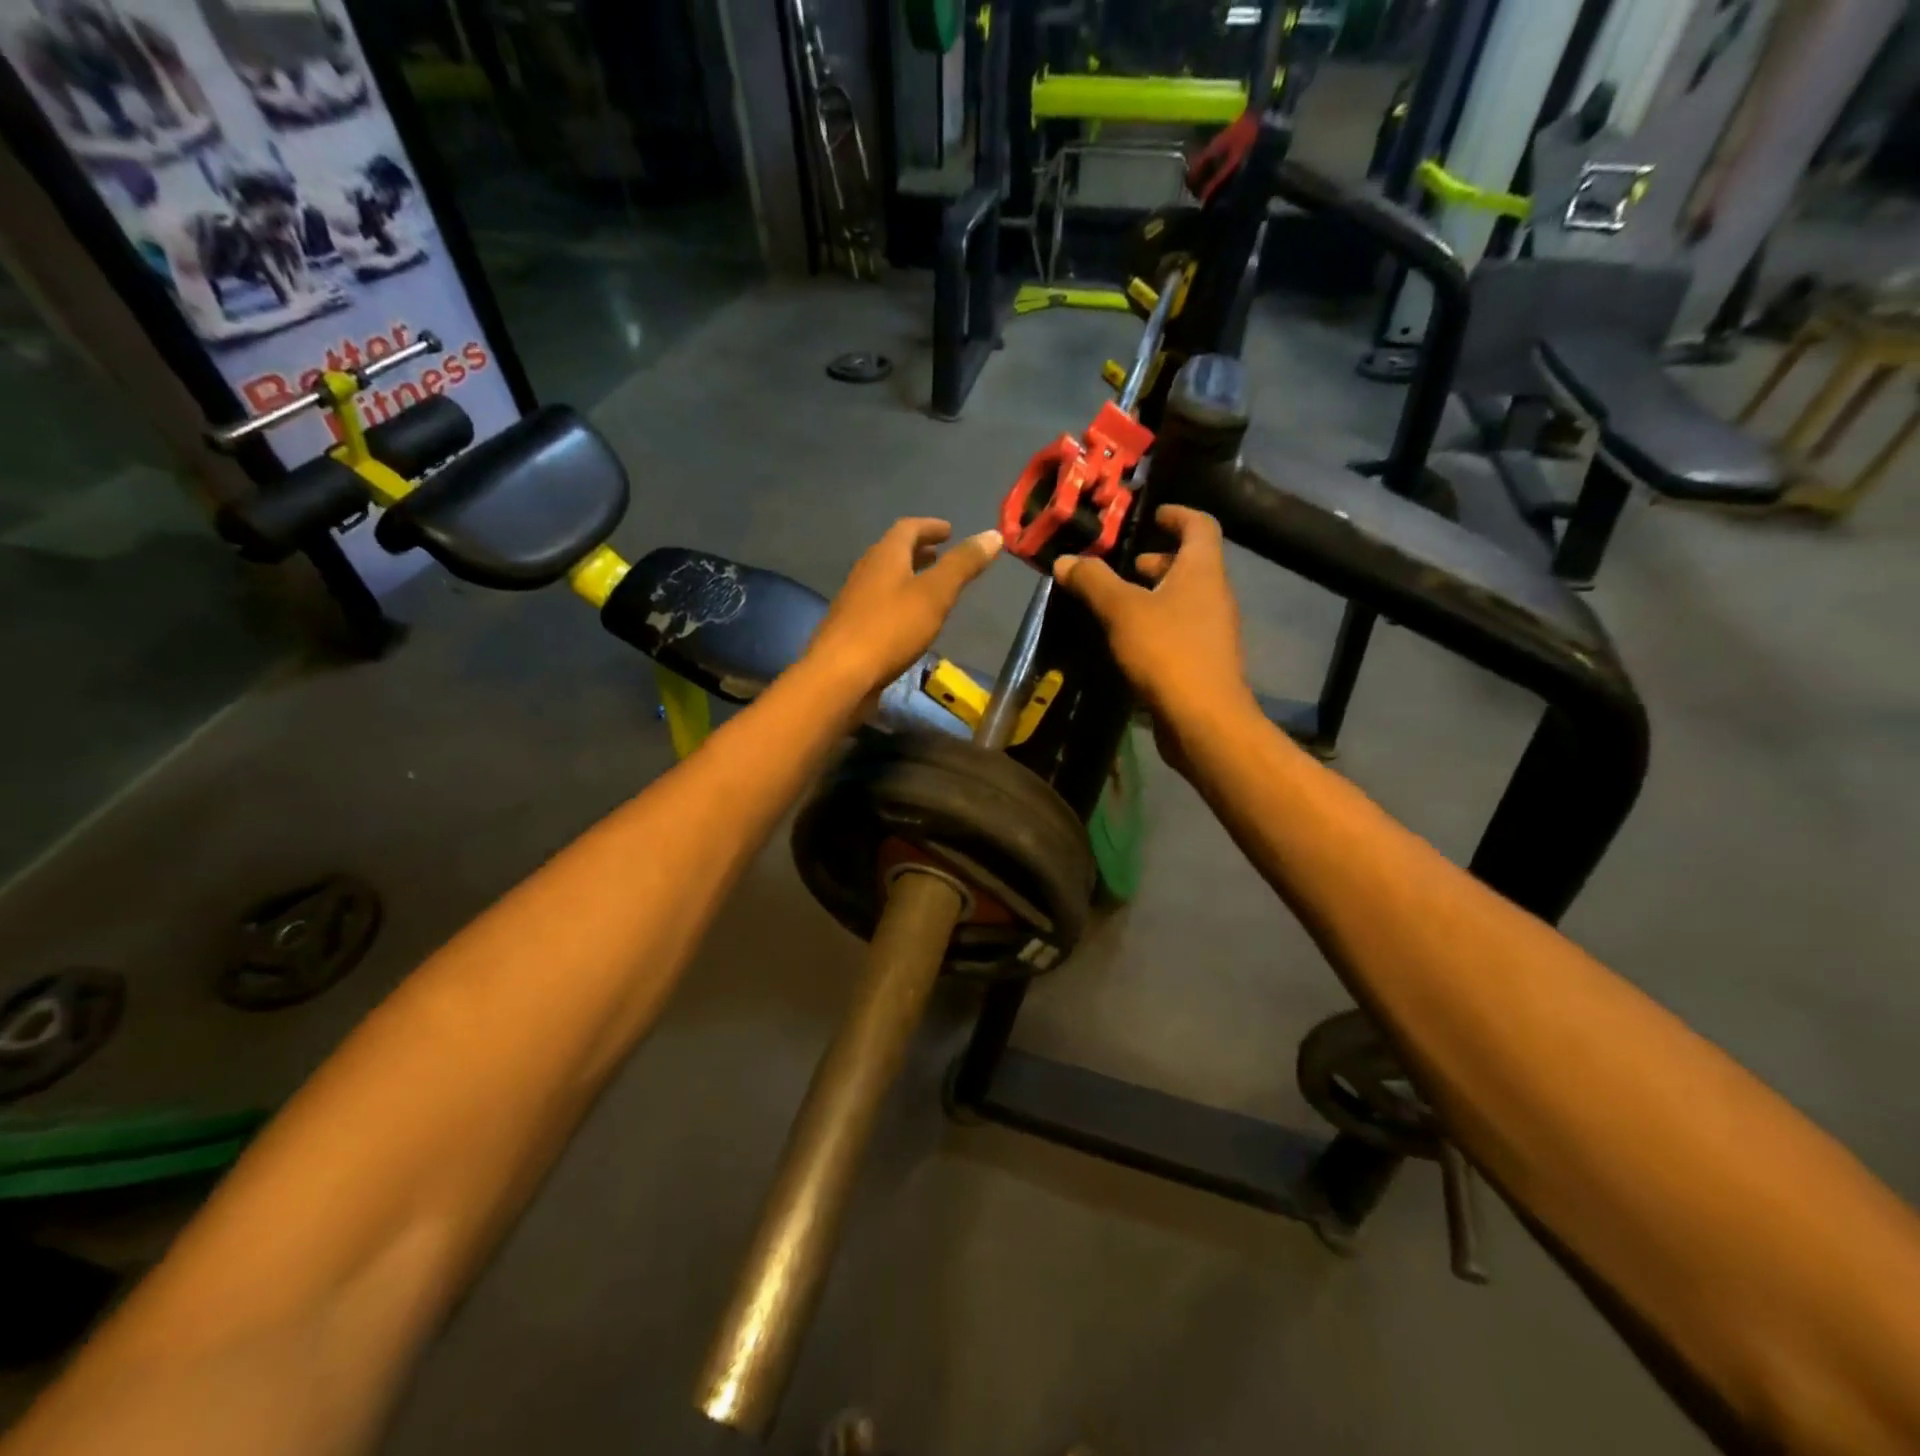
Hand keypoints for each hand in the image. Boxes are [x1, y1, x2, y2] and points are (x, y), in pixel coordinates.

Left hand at [807, 518, 1002, 701]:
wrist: (840, 675)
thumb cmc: (891, 629)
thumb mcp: (935, 594)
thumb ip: (963, 565)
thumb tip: (993, 535)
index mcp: (885, 556)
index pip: (908, 528)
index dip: (930, 527)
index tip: (949, 531)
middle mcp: (866, 571)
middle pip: (893, 552)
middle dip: (918, 551)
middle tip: (940, 555)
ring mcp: (854, 601)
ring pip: (885, 579)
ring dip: (907, 576)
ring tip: (930, 587)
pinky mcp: (851, 629)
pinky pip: (879, 604)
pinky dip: (898, 601)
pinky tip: (909, 621)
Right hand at [1053, 505, 1253, 761]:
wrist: (1203, 719)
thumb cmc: (1166, 652)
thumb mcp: (1121, 610)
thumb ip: (1093, 581)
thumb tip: (1065, 560)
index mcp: (1202, 570)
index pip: (1200, 525)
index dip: (1177, 514)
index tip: (1153, 514)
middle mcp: (1214, 594)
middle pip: (1191, 564)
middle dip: (1158, 559)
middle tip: (1125, 563)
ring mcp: (1212, 630)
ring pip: (1184, 598)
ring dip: (1155, 593)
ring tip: (1118, 601)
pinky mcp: (1204, 660)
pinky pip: (1180, 627)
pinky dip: (1157, 622)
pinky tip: (1128, 638)